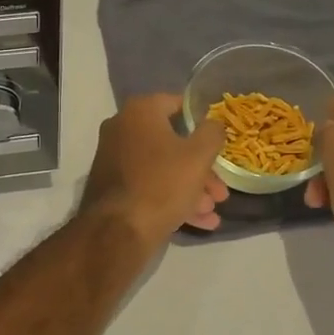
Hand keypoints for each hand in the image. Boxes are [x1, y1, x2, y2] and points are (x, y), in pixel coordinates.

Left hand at [80, 94, 229, 249]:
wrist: (118, 230)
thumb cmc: (162, 183)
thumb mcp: (198, 156)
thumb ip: (212, 133)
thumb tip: (213, 123)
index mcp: (139, 112)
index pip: (177, 104)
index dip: (202, 120)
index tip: (218, 138)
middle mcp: (122, 129)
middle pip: (172, 143)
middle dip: (201, 168)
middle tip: (220, 190)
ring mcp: (114, 159)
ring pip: (162, 168)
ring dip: (190, 187)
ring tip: (212, 210)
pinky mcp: (112, 186)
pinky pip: (148, 185)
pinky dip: (171, 198)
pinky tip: (199, 221)